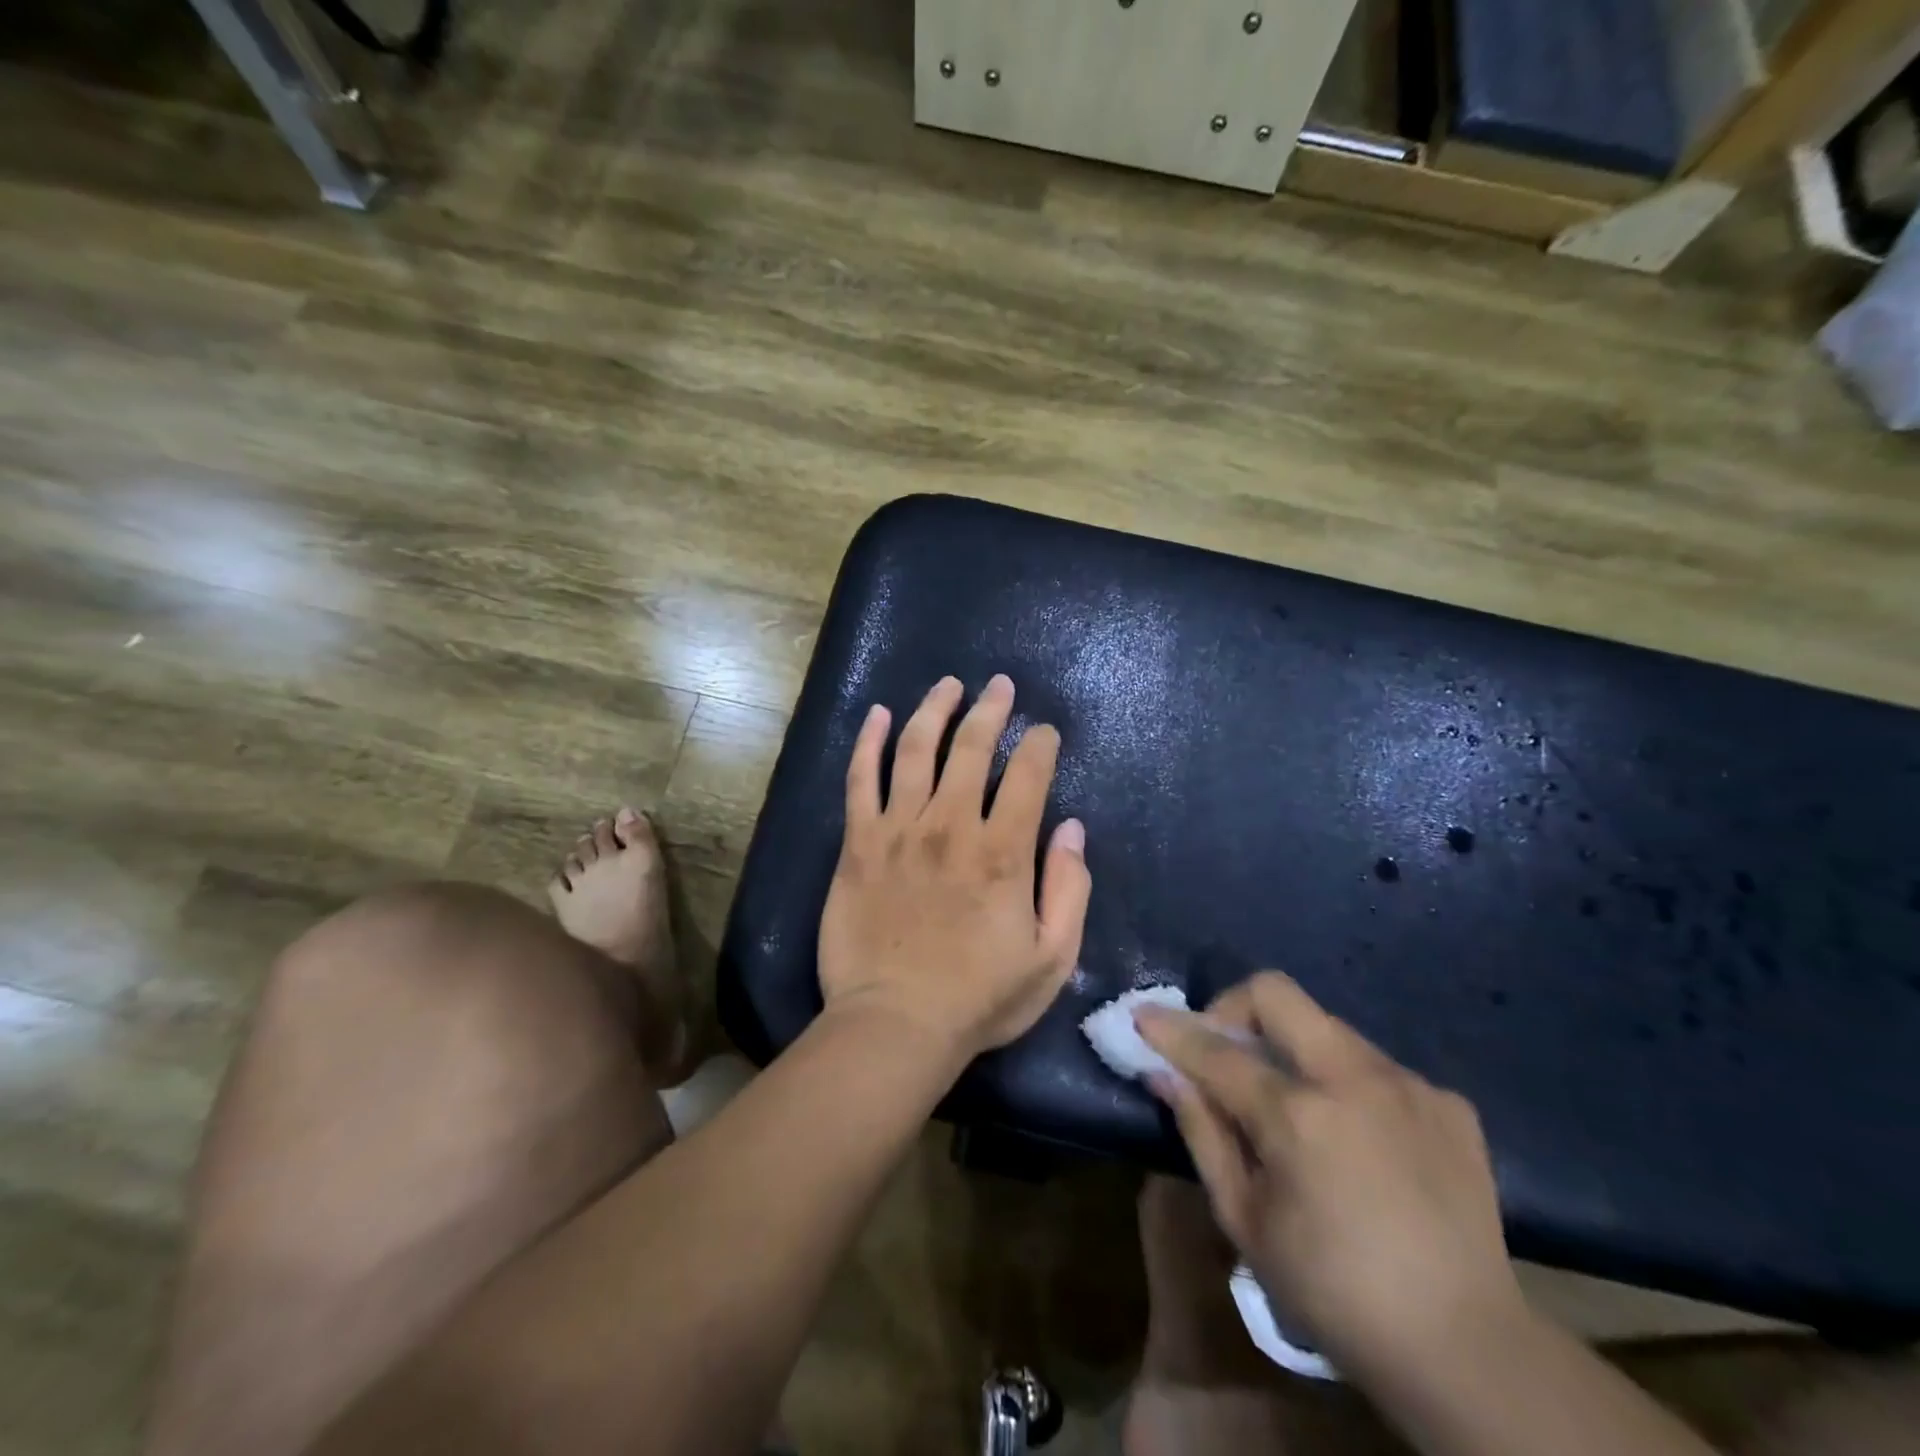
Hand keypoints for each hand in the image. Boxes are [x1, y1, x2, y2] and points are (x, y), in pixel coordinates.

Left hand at [817, 674, 1091, 1064]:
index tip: (1045, 733)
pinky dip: (869, 742)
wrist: (895, 1024)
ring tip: (948, 685)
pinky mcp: (858, 843)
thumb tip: (1072, 828)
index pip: (1027, 775)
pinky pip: (860, 779)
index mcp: (1003, 851)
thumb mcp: (1052, 957)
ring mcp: (898, 829)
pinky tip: (879, 714)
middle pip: (972, 748)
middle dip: (991, 710)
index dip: (1040, 746)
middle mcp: (950, 825)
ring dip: (935, 710)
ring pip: (917, 749)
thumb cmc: (980, 998)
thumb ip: (1069, 888)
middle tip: (1000, 686)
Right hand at [1136, 973, 1522, 1383]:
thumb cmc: (1334, 1292)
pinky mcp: (1448, 1102)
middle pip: (1276, 992)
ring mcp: (1408, 1084)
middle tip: (1225, 1049)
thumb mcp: (1245, 1221)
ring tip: (1295, 1106)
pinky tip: (1359, 1138)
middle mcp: (1354, 1079)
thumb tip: (1165, 1074)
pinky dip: (1347, 1085)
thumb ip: (1202, 1133)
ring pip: (1328, 1027)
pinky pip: (1376, 1067)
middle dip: (1233, 1006)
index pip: (1216, 1049)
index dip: (1171, 1030)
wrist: (1468, 1351)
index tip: (1143, 1016)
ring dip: (1293, 1049)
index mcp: (1299, 1115)